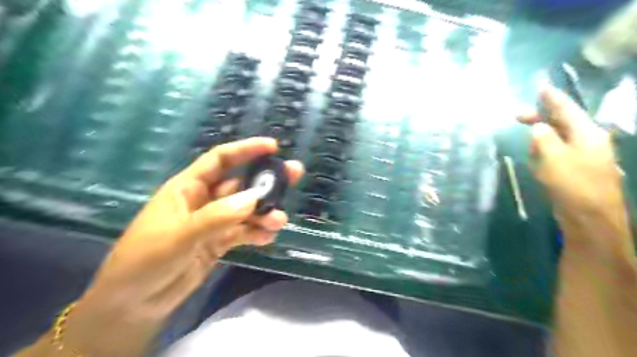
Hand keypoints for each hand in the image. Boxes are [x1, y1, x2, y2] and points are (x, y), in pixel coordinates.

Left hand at [65, 137, 302, 356]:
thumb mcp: (179, 236)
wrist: (133, 304)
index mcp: (189, 188)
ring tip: (279, 221)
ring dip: (265, 212)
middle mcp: (205, 200)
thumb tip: (255, 198)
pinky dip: (258, 233)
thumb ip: (217, 216)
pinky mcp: (220, 242)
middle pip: (241, 184)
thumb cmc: (145, 260)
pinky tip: (268, 238)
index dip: (246, 150)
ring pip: (247, 210)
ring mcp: (215, 222)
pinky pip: (244, 232)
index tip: (273, 146)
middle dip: (266, 180)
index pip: (221, 160)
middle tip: (294, 175)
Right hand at [519, 85, 633, 256]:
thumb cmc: (573, 184)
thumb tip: (538, 127)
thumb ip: (544, 139)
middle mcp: (588, 142)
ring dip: (541, 141)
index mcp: (587, 134)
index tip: (540, 87)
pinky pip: (556, 155)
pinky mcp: (575, 170)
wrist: (589, 218)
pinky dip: (544, 155)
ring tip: (529, 149)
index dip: (553, 98)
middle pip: (562, 123)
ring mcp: (583, 157)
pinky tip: (537, 163)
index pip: (568, 109)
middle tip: (517, 116)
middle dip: (540, 119)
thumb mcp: (554, 158)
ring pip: (557, 140)